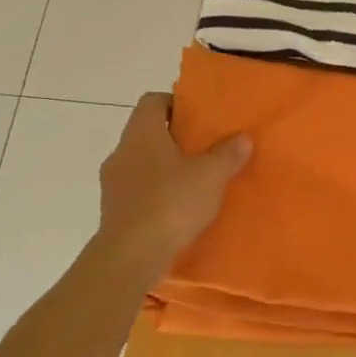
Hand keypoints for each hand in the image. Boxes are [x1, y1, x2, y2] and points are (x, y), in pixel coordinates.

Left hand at [97, 92, 250, 278]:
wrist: (130, 256)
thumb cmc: (170, 203)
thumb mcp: (211, 176)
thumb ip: (228, 154)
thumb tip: (242, 138)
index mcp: (142, 133)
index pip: (153, 101)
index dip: (176, 104)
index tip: (199, 117)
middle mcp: (122, 151)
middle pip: (148, 133)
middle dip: (175, 139)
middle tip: (205, 149)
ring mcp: (113, 183)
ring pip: (142, 164)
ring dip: (165, 169)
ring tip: (194, 182)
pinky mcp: (113, 210)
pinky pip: (137, 191)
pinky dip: (156, 194)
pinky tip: (178, 209)